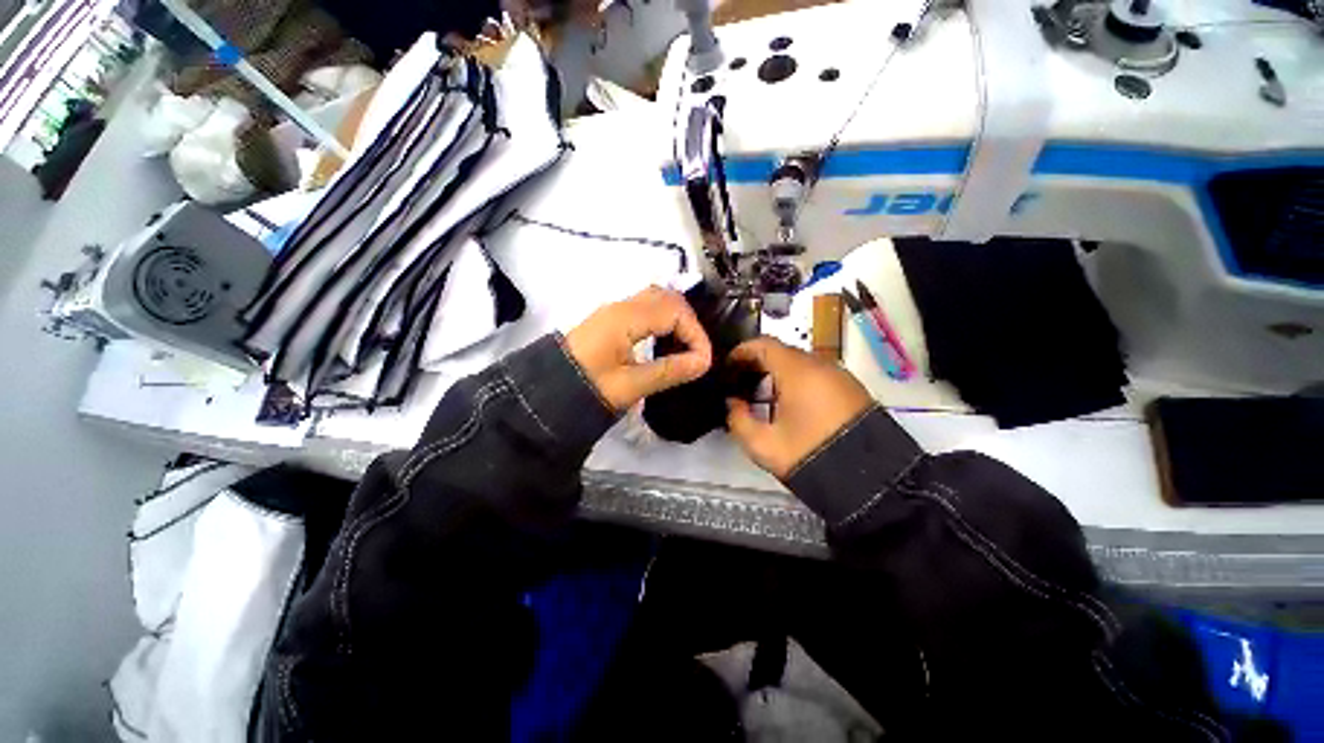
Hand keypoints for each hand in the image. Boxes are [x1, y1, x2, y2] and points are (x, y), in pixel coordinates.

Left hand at [564, 287, 712, 411]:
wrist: (547, 394)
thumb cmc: (588, 389)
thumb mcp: (631, 385)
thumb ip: (669, 371)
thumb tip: (704, 362)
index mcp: (626, 318)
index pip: (675, 312)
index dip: (695, 334)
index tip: (703, 361)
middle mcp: (622, 306)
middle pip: (667, 298)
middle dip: (688, 322)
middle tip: (695, 352)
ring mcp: (614, 311)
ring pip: (656, 300)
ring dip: (676, 319)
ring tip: (683, 349)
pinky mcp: (611, 320)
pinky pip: (645, 309)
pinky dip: (662, 321)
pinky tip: (664, 343)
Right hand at [726, 337, 873, 478]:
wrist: (871, 481)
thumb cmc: (810, 456)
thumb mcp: (763, 445)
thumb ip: (737, 420)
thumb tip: (733, 403)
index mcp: (797, 372)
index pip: (763, 345)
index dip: (741, 352)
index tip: (728, 366)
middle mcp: (821, 365)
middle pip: (781, 351)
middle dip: (757, 363)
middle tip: (740, 382)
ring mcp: (839, 375)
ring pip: (800, 363)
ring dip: (777, 372)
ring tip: (762, 395)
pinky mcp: (852, 389)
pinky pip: (817, 374)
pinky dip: (797, 380)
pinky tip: (789, 403)